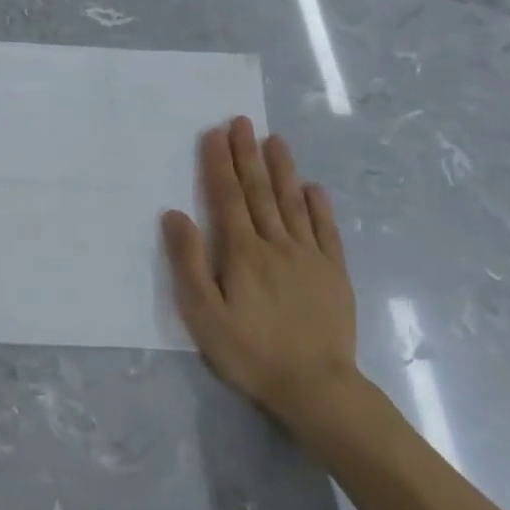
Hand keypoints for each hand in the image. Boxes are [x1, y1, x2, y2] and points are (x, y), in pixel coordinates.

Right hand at [161, 117, 361, 433]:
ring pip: (292, 203)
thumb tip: (174, 214)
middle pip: (259, 192)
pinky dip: (318, 206)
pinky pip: (326, 230)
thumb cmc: (250, 353)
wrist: (316, 387)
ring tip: (275, 139)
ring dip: (282, 169)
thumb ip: (188, 263)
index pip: (227, 198)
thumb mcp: (203, 315)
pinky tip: (313, 188)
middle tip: (241, 122)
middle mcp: (276, 244)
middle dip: (247, 155)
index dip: (219, 164)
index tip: (215, 133)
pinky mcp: (334, 273)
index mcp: (242, 252)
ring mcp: (310, 256)